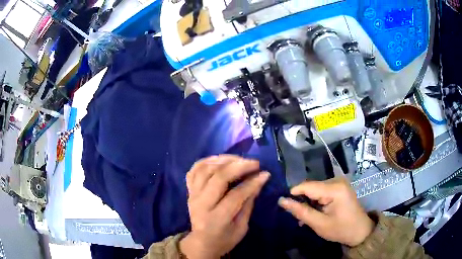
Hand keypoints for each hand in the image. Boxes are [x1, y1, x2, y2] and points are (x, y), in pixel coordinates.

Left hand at [180, 155, 269, 258]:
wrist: (201, 243)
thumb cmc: (225, 239)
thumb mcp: (241, 228)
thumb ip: (248, 204)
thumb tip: (259, 181)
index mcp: (216, 218)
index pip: (235, 195)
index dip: (252, 183)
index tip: (265, 173)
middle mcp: (201, 204)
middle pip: (218, 178)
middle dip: (239, 166)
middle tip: (254, 163)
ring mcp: (192, 195)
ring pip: (205, 169)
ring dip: (224, 160)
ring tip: (239, 159)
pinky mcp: (189, 190)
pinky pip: (194, 169)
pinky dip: (207, 160)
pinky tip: (220, 159)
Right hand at [278, 177, 374, 246]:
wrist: (360, 231)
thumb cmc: (341, 229)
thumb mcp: (319, 224)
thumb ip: (301, 211)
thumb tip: (281, 200)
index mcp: (334, 189)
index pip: (307, 186)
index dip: (293, 194)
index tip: (283, 205)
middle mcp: (337, 181)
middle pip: (311, 187)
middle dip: (302, 201)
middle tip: (298, 218)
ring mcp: (339, 183)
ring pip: (315, 190)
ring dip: (309, 203)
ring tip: (305, 218)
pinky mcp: (339, 187)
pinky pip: (322, 191)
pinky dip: (316, 202)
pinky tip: (314, 213)